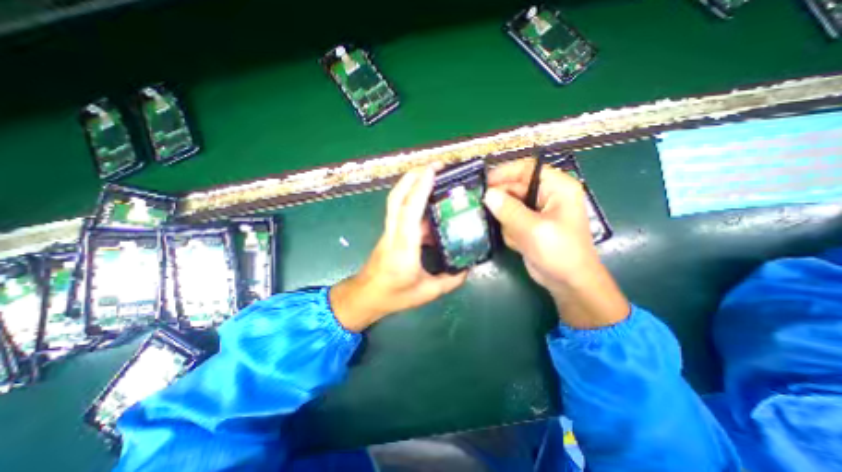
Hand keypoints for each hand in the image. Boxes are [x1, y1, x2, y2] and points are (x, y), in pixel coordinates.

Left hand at [331, 165, 466, 331]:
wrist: (365, 296)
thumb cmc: (393, 296)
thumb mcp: (426, 292)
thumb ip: (450, 280)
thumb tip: (467, 267)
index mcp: (403, 248)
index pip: (410, 211)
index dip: (420, 188)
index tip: (433, 170)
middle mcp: (393, 234)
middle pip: (397, 197)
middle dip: (413, 176)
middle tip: (435, 165)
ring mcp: (389, 231)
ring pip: (396, 200)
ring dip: (411, 183)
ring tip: (432, 175)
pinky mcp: (390, 232)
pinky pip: (400, 211)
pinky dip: (413, 200)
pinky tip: (429, 203)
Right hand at [483, 158, 626, 328]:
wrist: (568, 283)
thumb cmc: (559, 252)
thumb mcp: (533, 229)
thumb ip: (508, 210)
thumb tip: (488, 194)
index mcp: (557, 187)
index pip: (527, 169)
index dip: (504, 173)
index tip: (483, 183)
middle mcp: (547, 195)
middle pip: (515, 187)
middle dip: (502, 201)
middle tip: (482, 208)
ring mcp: (537, 211)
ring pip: (509, 205)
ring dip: (506, 220)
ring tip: (512, 234)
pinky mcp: (530, 224)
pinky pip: (510, 219)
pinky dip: (509, 230)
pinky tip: (517, 242)